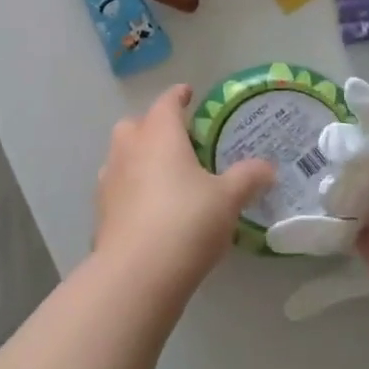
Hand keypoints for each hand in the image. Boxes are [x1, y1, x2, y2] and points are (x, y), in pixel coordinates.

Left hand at [95, 85, 275, 297]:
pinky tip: (149, 209)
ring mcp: (108, 182)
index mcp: (159, 135)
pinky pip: (116, 188)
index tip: (188, 94)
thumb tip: (268, 167)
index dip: (179, 96)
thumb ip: (248, 178)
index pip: (167, 103)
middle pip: (135, 125)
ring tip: (163, 174)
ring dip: (138, 157)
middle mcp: (129, 150)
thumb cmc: (187, 221)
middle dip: (152, 126)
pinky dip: (131, 189)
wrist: (136, 275)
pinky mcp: (101, 214)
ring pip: (120, 156)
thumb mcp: (228, 198)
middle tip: (177, 139)